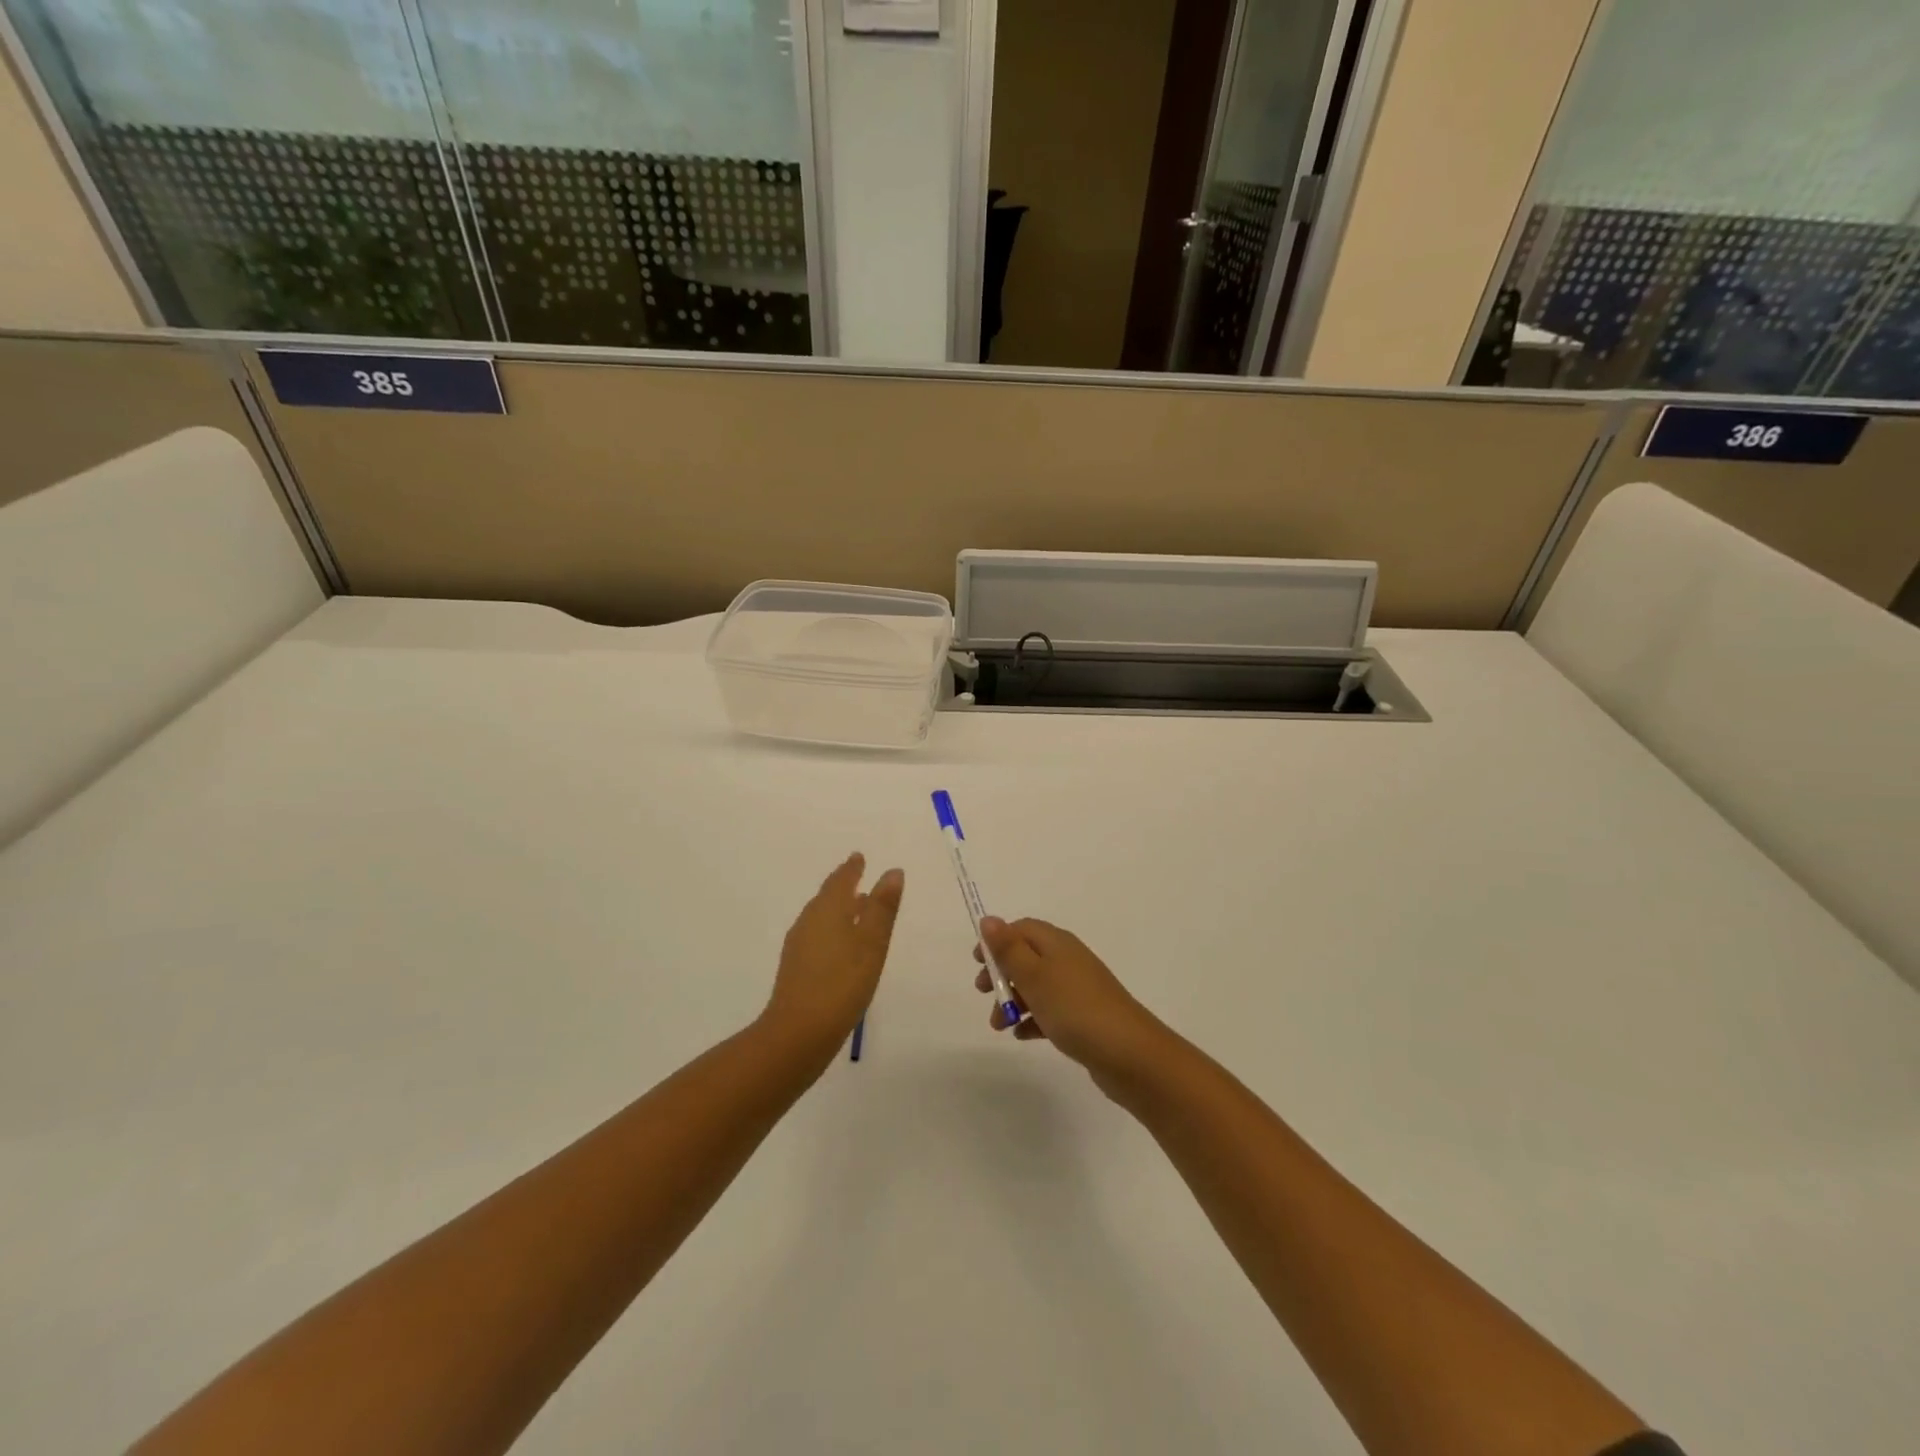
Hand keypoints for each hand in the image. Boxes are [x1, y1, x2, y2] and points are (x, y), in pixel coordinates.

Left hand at [762, 853, 903, 1060]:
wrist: (798, 1034)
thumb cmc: (842, 983)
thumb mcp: (871, 943)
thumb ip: (882, 908)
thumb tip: (892, 871)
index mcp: (827, 910)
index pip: (840, 881)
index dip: (851, 869)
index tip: (858, 857)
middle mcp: (809, 922)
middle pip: (827, 897)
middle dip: (843, 886)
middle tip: (857, 876)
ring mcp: (799, 947)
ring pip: (820, 917)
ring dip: (837, 908)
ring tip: (855, 908)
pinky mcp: (796, 969)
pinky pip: (817, 936)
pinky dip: (832, 929)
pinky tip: (841, 946)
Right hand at [975, 917, 1169, 1091]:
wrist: (1129, 1055)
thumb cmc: (1075, 1009)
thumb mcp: (1034, 976)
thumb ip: (1009, 949)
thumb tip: (988, 919)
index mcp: (1058, 944)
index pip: (1023, 929)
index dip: (997, 941)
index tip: (976, 962)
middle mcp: (1069, 960)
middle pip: (1028, 957)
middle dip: (1002, 973)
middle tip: (983, 992)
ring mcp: (1078, 990)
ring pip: (1037, 987)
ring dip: (1014, 1000)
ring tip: (998, 1026)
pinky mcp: (1084, 1018)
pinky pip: (1051, 1012)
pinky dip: (1033, 1019)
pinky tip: (1021, 1036)